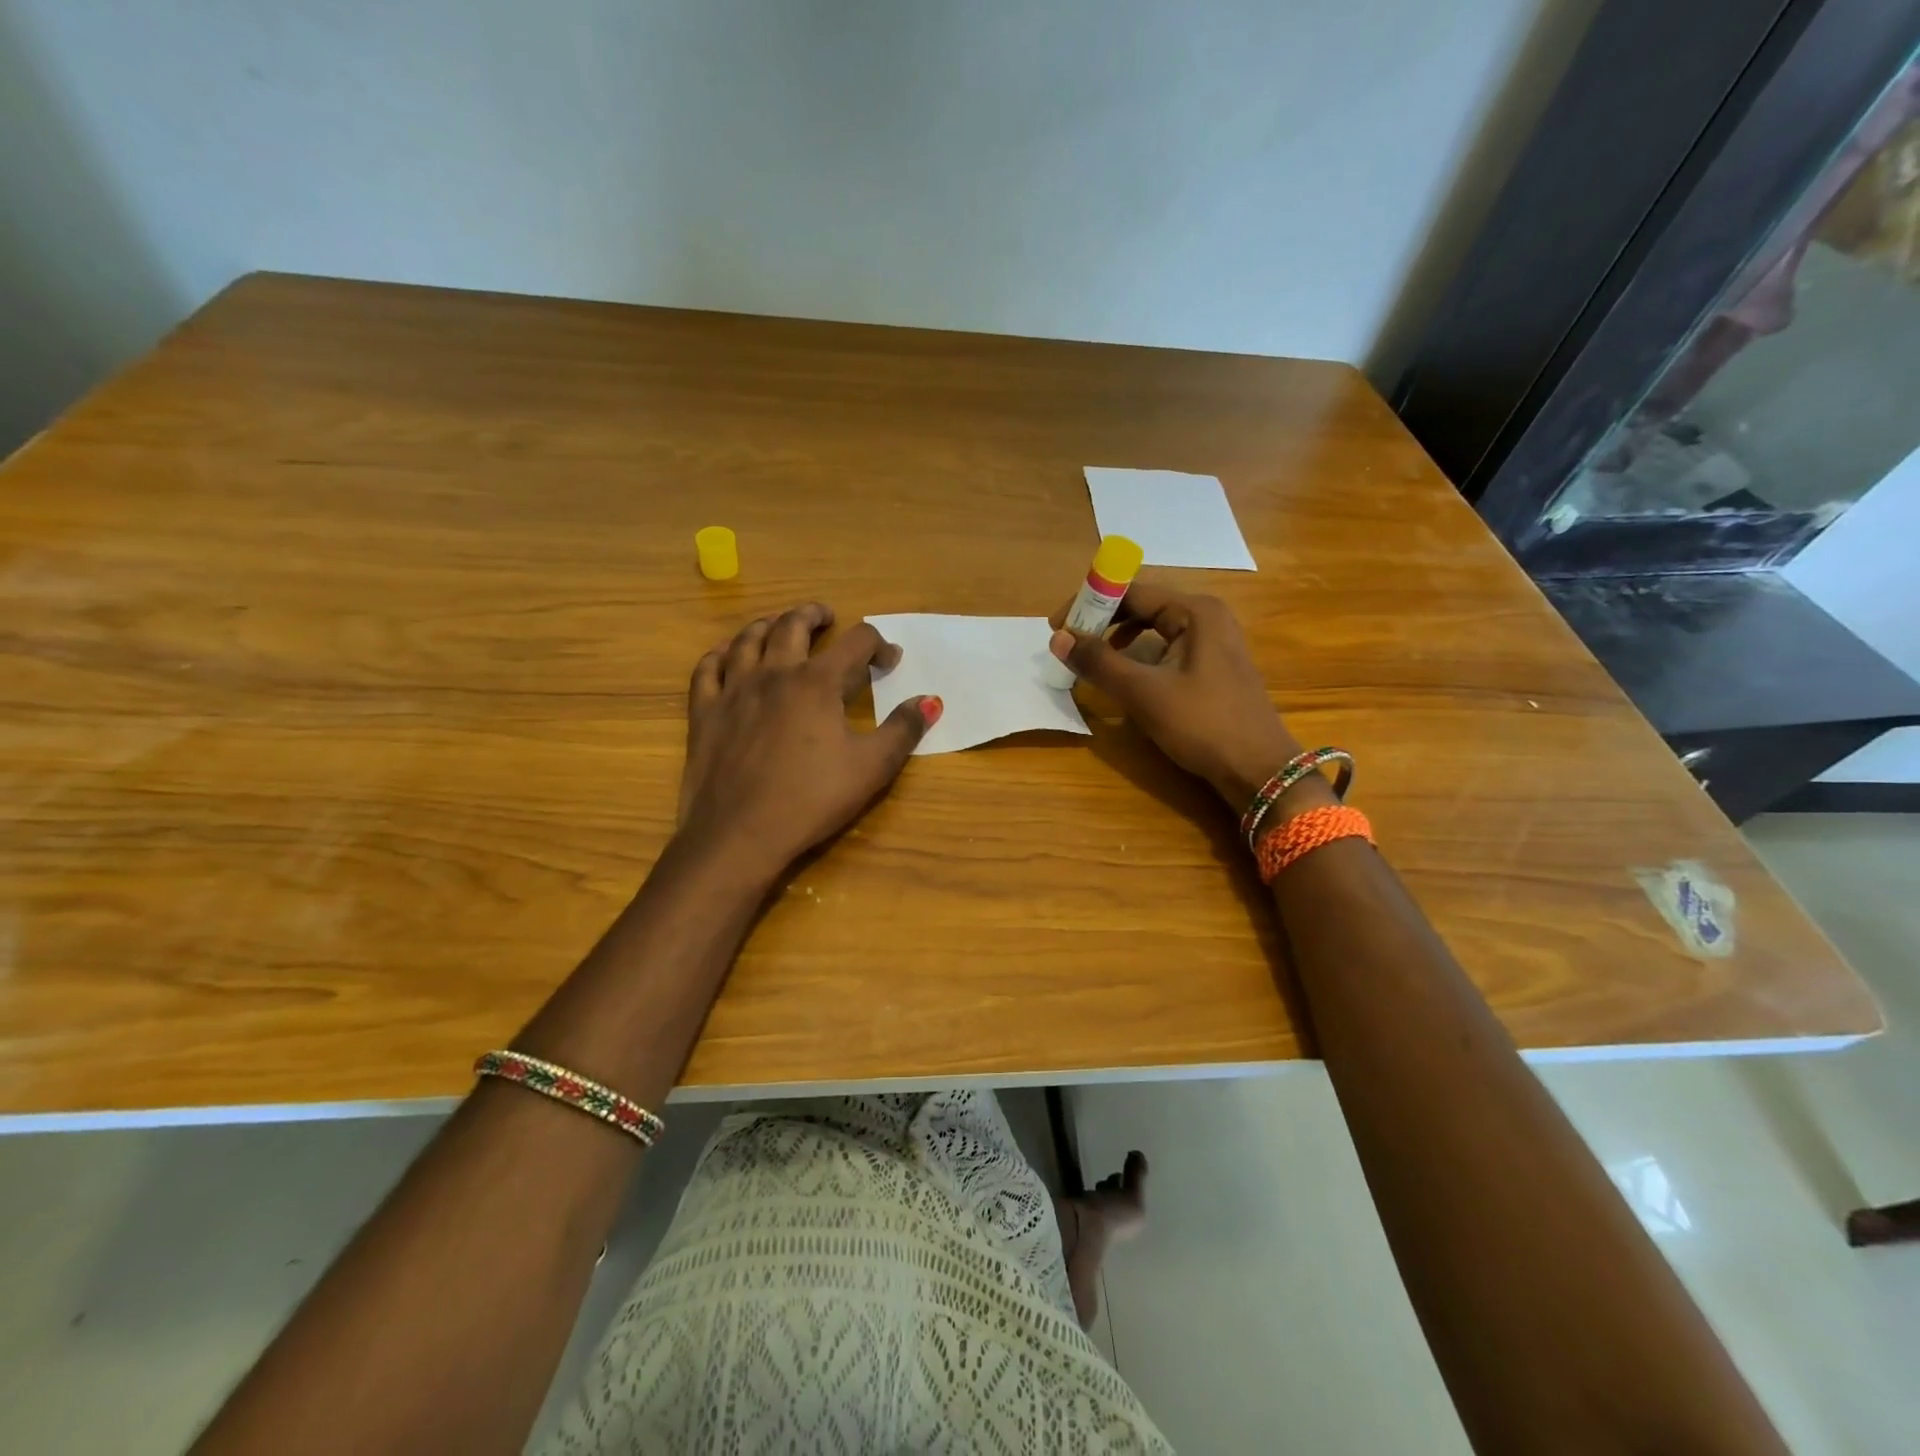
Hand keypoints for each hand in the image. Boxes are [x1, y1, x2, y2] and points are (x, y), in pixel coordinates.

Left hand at [676, 603, 939, 879]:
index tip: (889, 659)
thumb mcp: (871, 767)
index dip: (879, 644)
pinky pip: (708, 668)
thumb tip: (930, 700)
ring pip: (748, 638)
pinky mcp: (705, 712)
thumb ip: (903, 730)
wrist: (740, 834)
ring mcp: (734, 690)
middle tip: (827, 617)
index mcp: (818, 683)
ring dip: (769, 624)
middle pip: (794, 625)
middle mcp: (775, 673)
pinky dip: (721, 653)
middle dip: (814, 615)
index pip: (856, 642)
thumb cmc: (812, 800)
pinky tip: (728, 655)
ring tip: (780, 624)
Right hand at [1049, 581, 1302, 808]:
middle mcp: (1206, 616)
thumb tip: (1058, 638)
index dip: (1089, 603)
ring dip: (1118, 638)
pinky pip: (1166, 646)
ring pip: (1154, 627)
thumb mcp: (1143, 692)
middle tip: (1069, 643)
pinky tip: (1126, 675)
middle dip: (1102, 621)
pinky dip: (1139, 654)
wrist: (1258, 769)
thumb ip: (1098, 662)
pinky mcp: (1213, 665)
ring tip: (1091, 658)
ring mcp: (1214, 641)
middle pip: (1143, 605)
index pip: (1131, 591)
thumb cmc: (1202, 724)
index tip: (1056, 625)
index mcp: (1194, 611)